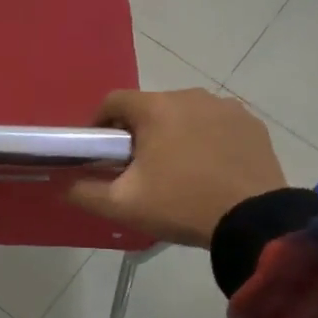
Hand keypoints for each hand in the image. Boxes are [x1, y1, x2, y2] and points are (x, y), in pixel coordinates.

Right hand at [68, 89, 287, 246]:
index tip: (99, 151)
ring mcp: (225, 107)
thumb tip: (62, 184)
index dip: (99, 124)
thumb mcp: (124, 205)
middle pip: (151, 107)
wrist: (254, 221)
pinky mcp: (251, 124)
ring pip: (185, 114)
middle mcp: (190, 95)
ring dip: (174, 133)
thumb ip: (85, 192)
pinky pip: (217, 124)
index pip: (113, 101)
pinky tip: (210, 169)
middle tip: (138, 167)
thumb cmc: (182, 205)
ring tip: (177, 170)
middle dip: (139, 131)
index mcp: (155, 108)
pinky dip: (207, 139)